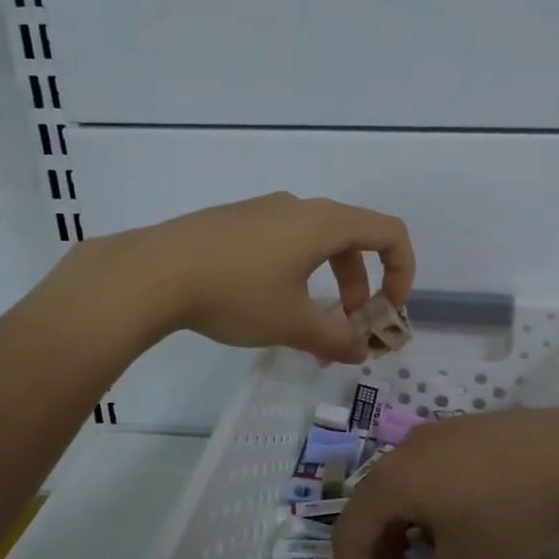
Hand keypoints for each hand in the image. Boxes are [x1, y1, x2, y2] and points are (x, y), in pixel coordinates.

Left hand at [80, 192, 414, 362]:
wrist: (154, 272)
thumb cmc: (237, 293)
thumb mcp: (292, 323)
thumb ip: (335, 339)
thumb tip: (360, 351)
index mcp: (324, 223)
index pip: (389, 232)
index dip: (403, 270)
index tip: (390, 308)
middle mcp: (298, 207)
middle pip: (352, 237)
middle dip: (361, 281)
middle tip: (348, 319)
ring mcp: (262, 210)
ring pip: (313, 240)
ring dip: (327, 278)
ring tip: (305, 318)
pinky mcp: (233, 221)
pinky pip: (281, 240)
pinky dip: (295, 270)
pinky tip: (263, 302)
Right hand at [331, 402, 558, 558]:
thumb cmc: (509, 512)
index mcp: (391, 482)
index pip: (349, 533)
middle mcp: (404, 450)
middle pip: (372, 505)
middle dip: (377, 552)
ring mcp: (435, 433)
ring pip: (402, 485)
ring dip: (403, 527)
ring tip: (429, 555)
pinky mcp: (465, 428)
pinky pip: (428, 469)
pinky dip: (427, 502)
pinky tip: (461, 519)